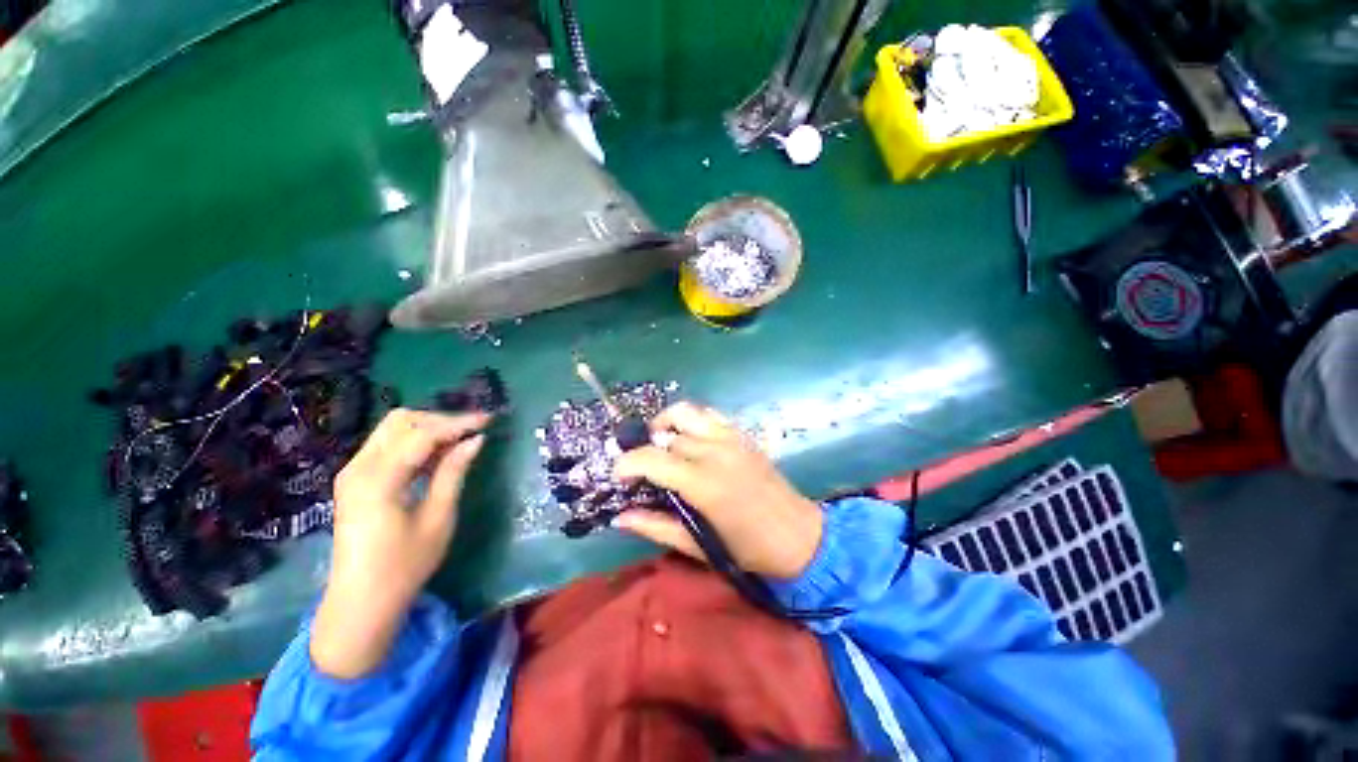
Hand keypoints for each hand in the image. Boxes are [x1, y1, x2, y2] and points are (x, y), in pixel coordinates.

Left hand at [311, 409, 488, 678]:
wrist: (360, 602)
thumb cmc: (404, 566)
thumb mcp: (438, 518)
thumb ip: (454, 473)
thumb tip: (475, 440)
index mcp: (378, 479)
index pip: (422, 434)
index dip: (458, 423)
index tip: (489, 420)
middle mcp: (358, 467)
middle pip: (401, 421)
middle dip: (441, 420)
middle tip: (473, 431)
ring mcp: (353, 472)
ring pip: (393, 429)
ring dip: (428, 428)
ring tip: (460, 441)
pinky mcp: (355, 480)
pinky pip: (387, 445)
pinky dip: (415, 442)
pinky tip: (438, 455)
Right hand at [613, 402, 822, 578]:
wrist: (800, 537)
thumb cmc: (748, 549)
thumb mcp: (697, 545)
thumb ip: (656, 527)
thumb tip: (620, 517)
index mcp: (703, 483)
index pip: (653, 458)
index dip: (628, 463)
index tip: (618, 476)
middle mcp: (715, 451)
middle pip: (667, 436)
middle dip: (646, 449)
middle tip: (642, 470)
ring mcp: (731, 438)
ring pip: (687, 413)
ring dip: (667, 424)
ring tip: (661, 444)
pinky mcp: (742, 435)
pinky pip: (709, 414)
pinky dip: (691, 420)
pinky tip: (689, 439)